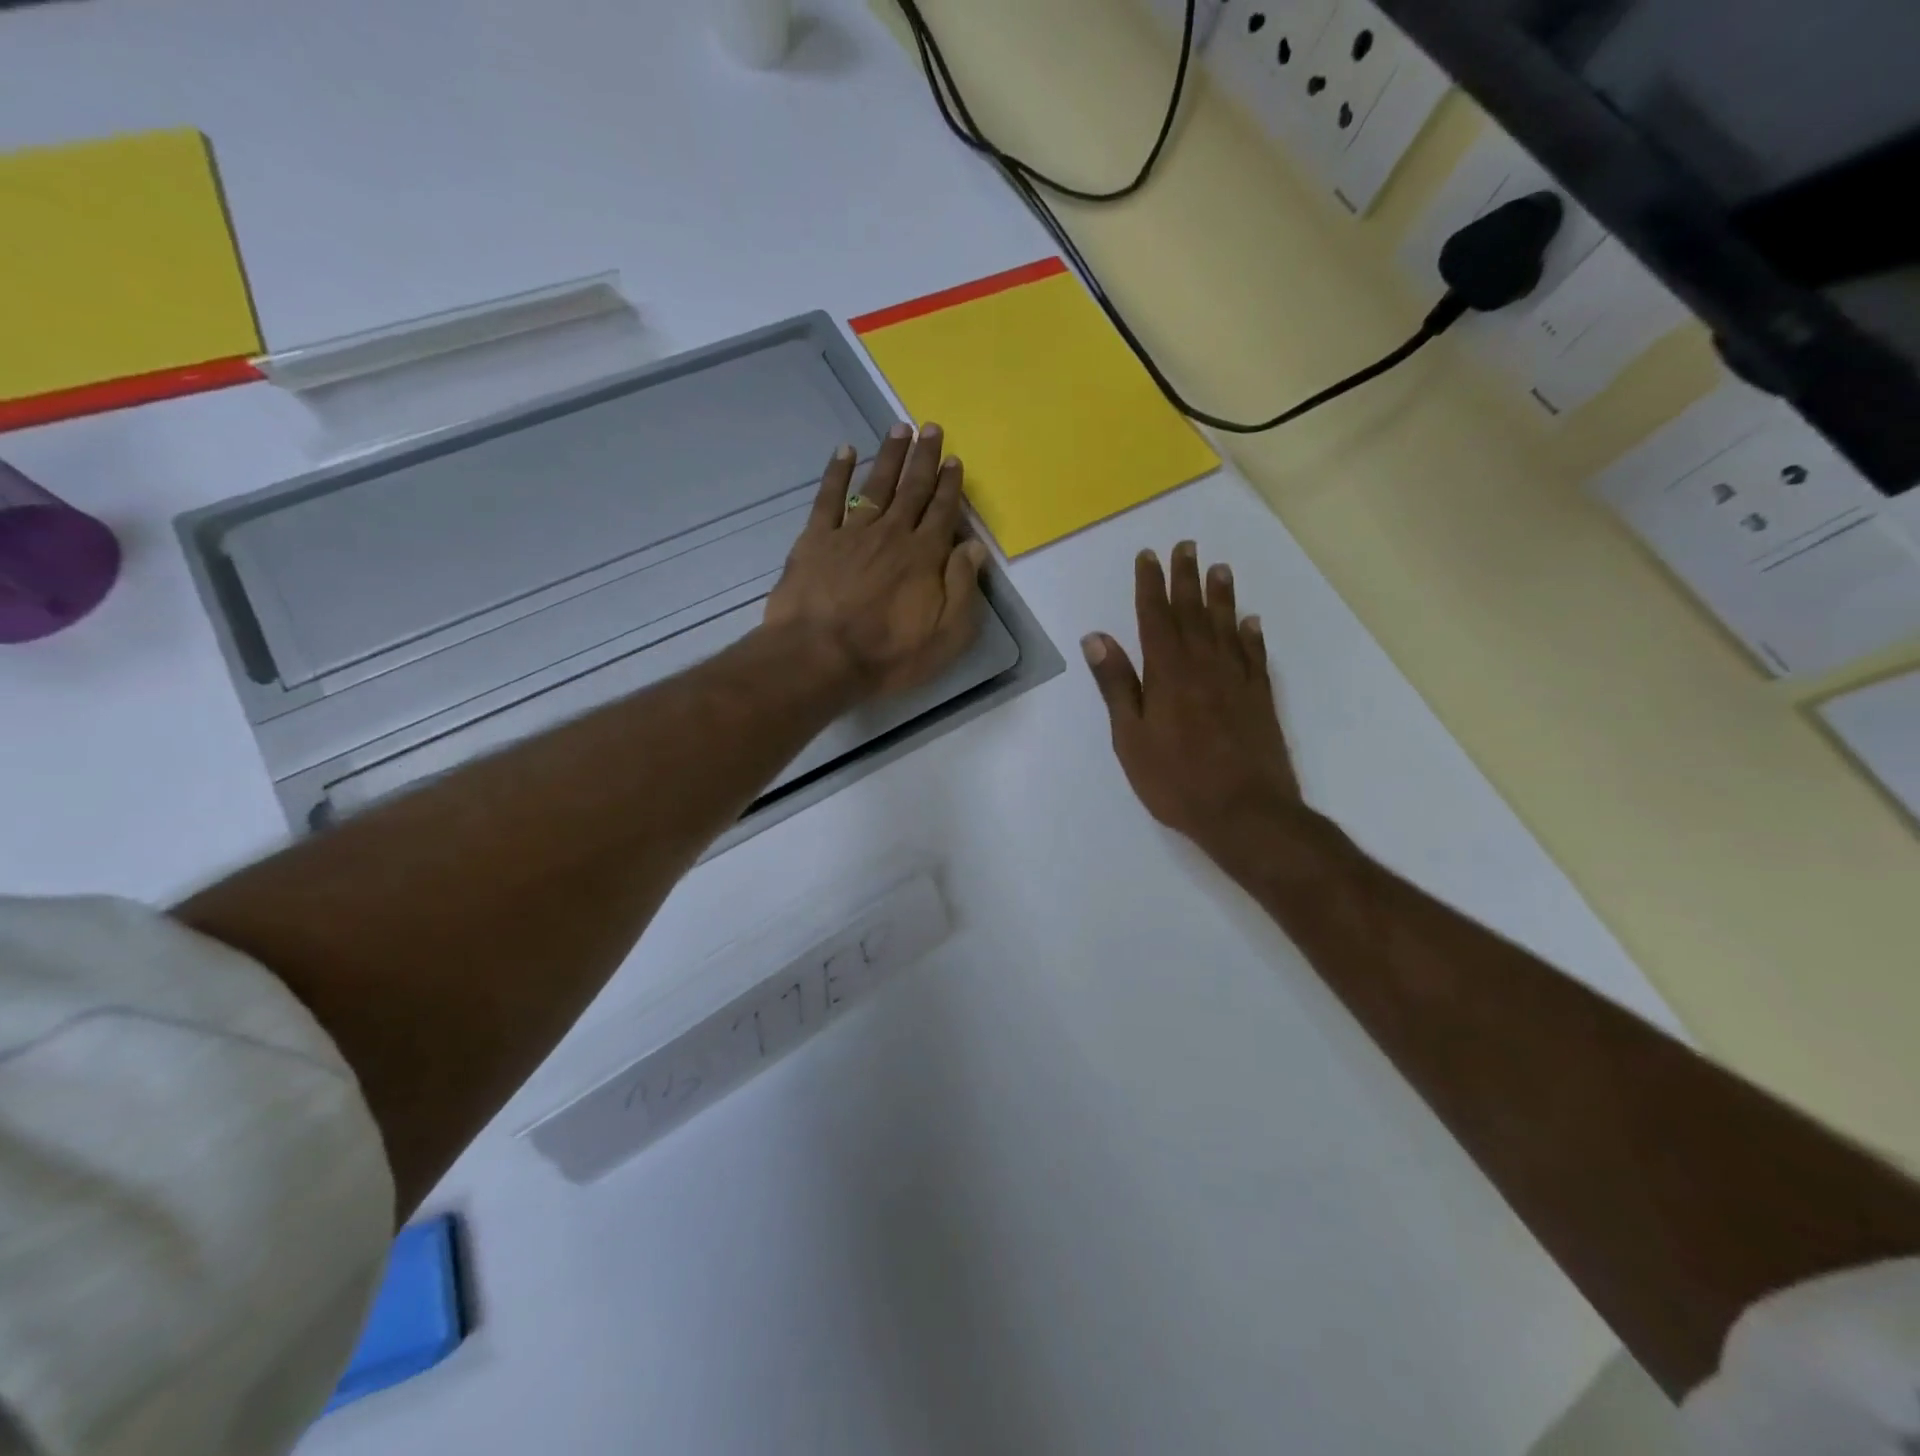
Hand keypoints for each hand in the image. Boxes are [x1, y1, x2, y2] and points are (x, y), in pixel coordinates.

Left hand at [765, 422, 989, 698]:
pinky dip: (836, 473)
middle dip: (924, 458)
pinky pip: (828, 498)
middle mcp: (892, 534)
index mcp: (924, 556)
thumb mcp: (946, 635)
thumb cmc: (888, 655)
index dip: (951, 485)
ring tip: (899, 428)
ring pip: (875, 485)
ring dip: (889, 456)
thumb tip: (974, 546)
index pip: (943, 512)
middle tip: (931, 428)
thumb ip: (962, 587)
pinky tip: (844, 452)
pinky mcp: (816, 540)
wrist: (819, 657)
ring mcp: (851, 533)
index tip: (955, 460)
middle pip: (912, 489)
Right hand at [1083, 542, 1304, 864]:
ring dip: (1221, 596)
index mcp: (1167, 673)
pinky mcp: (1261, 698)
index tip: (1148, 556)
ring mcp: (1237, 680)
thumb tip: (1097, 637)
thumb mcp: (1130, 737)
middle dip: (1186, 578)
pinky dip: (1251, 634)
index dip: (1150, 585)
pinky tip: (1250, 621)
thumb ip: (1116, 685)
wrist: (1244, 812)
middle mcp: (1204, 665)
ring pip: (1227, 626)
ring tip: (1219, 568)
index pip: (1155, 617)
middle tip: (1186, 546)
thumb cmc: (1175, 780)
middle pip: (1193, 612)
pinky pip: (1255, 655)